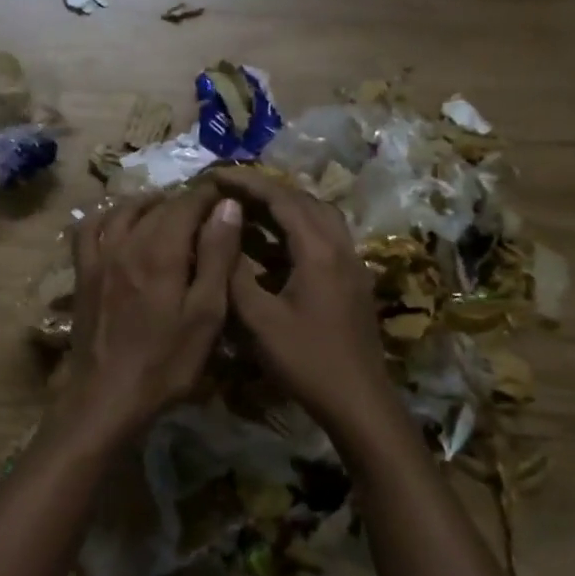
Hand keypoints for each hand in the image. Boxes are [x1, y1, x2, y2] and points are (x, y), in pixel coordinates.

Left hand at [63, 185, 243, 441]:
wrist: (107, 396)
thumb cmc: (166, 362)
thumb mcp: (206, 315)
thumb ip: (217, 257)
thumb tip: (227, 206)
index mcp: (161, 251)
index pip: (188, 202)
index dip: (211, 194)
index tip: (229, 196)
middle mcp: (127, 242)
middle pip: (158, 204)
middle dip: (186, 201)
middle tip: (209, 211)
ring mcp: (99, 256)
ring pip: (124, 210)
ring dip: (150, 203)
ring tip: (170, 211)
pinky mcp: (83, 273)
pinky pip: (89, 229)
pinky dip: (107, 216)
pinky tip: (120, 222)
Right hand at [210, 167, 394, 437]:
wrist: (358, 400)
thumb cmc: (307, 361)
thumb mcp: (259, 322)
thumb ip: (235, 276)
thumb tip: (219, 237)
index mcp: (320, 251)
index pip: (283, 199)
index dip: (248, 183)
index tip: (215, 175)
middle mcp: (341, 248)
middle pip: (304, 201)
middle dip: (266, 190)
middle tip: (229, 190)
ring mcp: (351, 264)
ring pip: (318, 218)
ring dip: (284, 208)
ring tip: (247, 211)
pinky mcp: (352, 281)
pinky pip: (324, 239)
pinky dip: (296, 230)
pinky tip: (272, 246)